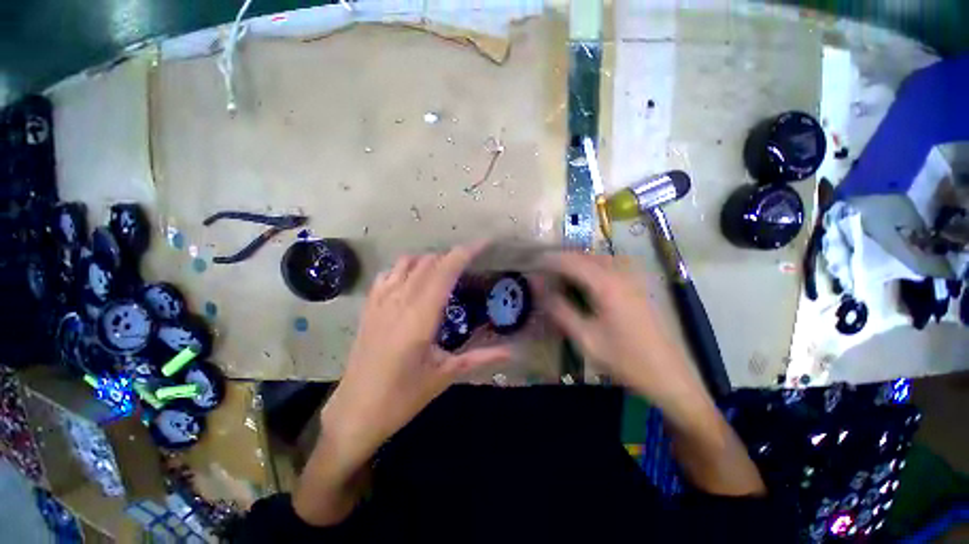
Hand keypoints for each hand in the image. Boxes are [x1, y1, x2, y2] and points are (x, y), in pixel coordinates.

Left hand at [322, 244, 511, 462]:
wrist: (356, 410)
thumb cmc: (403, 396)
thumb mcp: (445, 375)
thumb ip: (480, 357)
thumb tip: (511, 351)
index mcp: (421, 317)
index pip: (445, 271)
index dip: (465, 253)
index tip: (483, 243)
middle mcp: (400, 301)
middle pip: (429, 263)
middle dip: (452, 256)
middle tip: (471, 262)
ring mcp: (381, 302)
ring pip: (407, 263)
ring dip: (430, 260)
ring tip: (445, 269)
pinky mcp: (369, 307)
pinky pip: (388, 274)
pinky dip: (405, 268)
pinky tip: (413, 279)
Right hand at [541, 252, 709, 423]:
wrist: (670, 376)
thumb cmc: (625, 360)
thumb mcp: (585, 339)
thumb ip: (560, 310)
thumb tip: (539, 288)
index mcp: (606, 284)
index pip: (571, 261)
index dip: (549, 260)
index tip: (532, 263)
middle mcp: (621, 273)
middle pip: (585, 255)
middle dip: (562, 258)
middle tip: (543, 268)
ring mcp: (634, 277)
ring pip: (599, 257)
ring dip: (577, 260)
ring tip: (560, 271)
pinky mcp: (641, 285)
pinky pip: (611, 264)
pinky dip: (593, 265)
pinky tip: (587, 278)